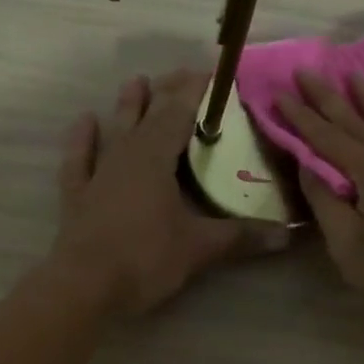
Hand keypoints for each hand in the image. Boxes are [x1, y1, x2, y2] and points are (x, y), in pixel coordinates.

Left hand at [51, 70, 289, 315]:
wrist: (84, 288)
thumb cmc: (145, 259)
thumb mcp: (200, 248)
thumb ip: (241, 236)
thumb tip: (286, 235)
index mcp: (155, 158)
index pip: (180, 113)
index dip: (196, 92)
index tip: (213, 74)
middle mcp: (126, 156)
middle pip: (149, 115)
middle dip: (167, 93)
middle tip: (183, 74)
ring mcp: (98, 174)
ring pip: (115, 130)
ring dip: (127, 106)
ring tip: (136, 80)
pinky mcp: (78, 196)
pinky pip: (79, 159)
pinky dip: (82, 140)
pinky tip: (85, 121)